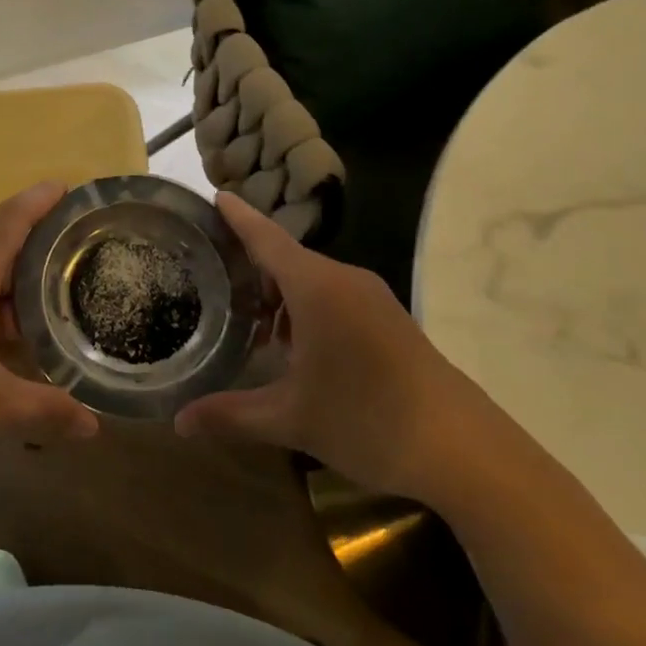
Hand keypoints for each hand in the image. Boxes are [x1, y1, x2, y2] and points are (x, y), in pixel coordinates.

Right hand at [174, 192, 506, 498]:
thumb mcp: (291, 419)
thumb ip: (230, 414)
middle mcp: (345, 281)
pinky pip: (333, 297)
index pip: (267, 238)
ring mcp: (372, 299)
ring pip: (311, 280)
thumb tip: (179, 422)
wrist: (466, 450)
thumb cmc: (369, 420)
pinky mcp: (389, 320)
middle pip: (286, 258)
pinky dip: (304, 308)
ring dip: (278, 293)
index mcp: (317, 288)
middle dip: (249, 264)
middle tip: (209, 276)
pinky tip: (292, 346)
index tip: (214, 196)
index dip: (238, 217)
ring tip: (245, 320)